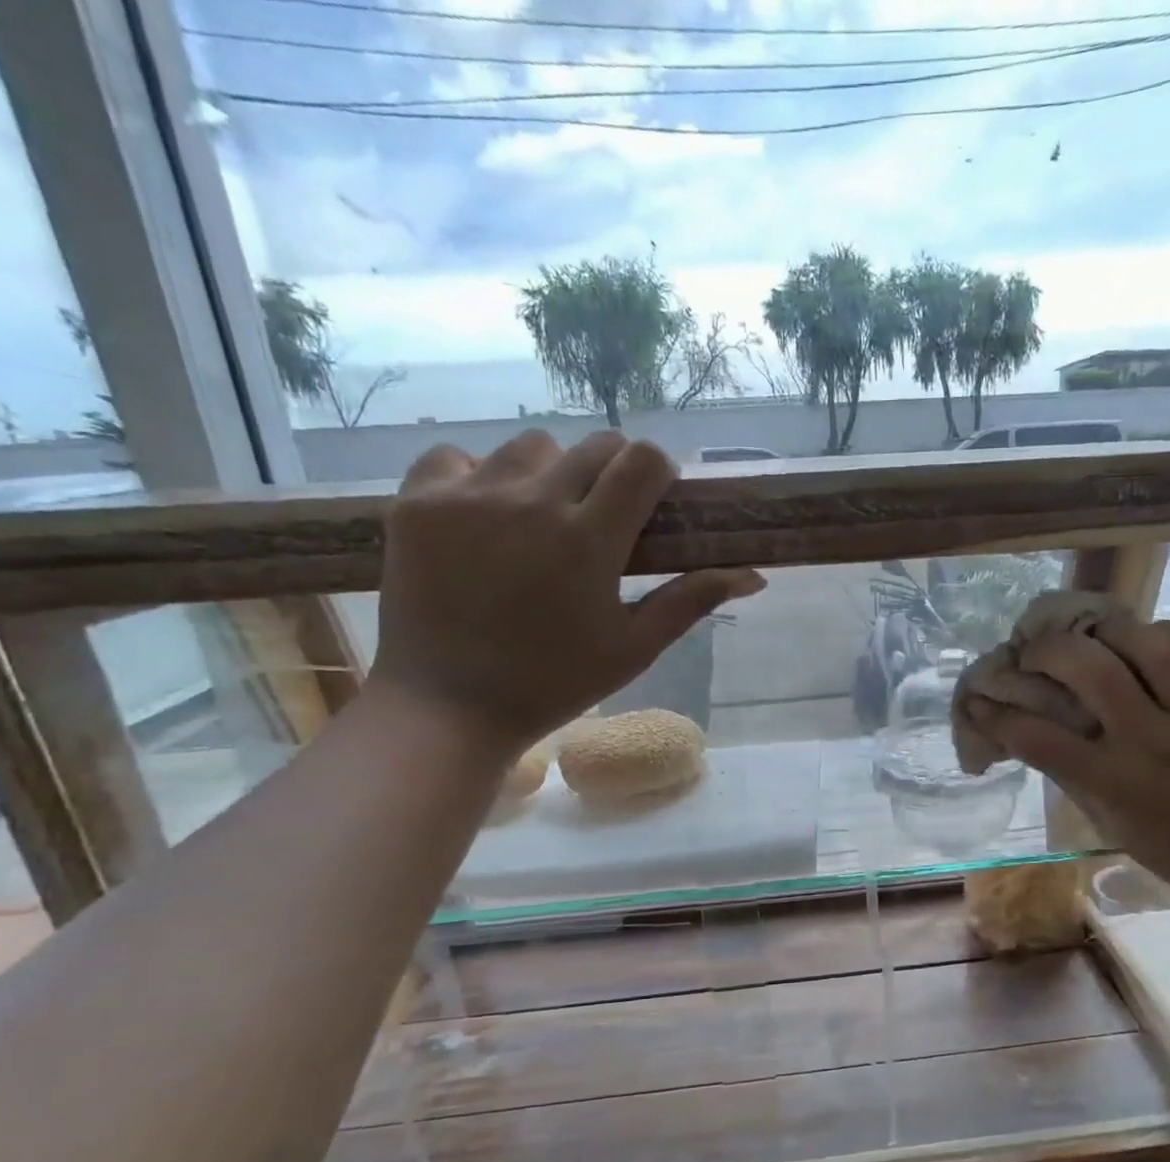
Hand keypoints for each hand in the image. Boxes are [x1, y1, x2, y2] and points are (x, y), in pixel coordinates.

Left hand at [369, 430, 763, 754]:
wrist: (449, 707)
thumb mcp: (633, 648)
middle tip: (601, 518)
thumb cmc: (553, 684)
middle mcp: (532, 501)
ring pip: (530, 447)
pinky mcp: (417, 502)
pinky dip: (479, 477)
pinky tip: (482, 518)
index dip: (657, 472)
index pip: (641, 460)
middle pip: (592, 446)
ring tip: (540, 519)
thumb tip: (753, 575)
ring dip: (549, 473)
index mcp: (590, 539)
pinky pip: (458, 458)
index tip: (652, 501)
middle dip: (610, 472)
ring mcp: (468, 497)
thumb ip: (690, 601)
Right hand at [968, 615, 1169, 908]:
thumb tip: (1035, 738)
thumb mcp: (1116, 829)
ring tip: (1086, 631)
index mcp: (1118, 784)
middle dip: (1048, 650)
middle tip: (1032, 650)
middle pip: (1092, 671)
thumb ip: (1076, 780)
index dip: (999, 716)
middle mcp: (1154, 743)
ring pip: (1147, 647)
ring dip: (1105, 629)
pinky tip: (1142, 640)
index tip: (977, 700)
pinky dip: (1161, 638)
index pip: (1041, 740)